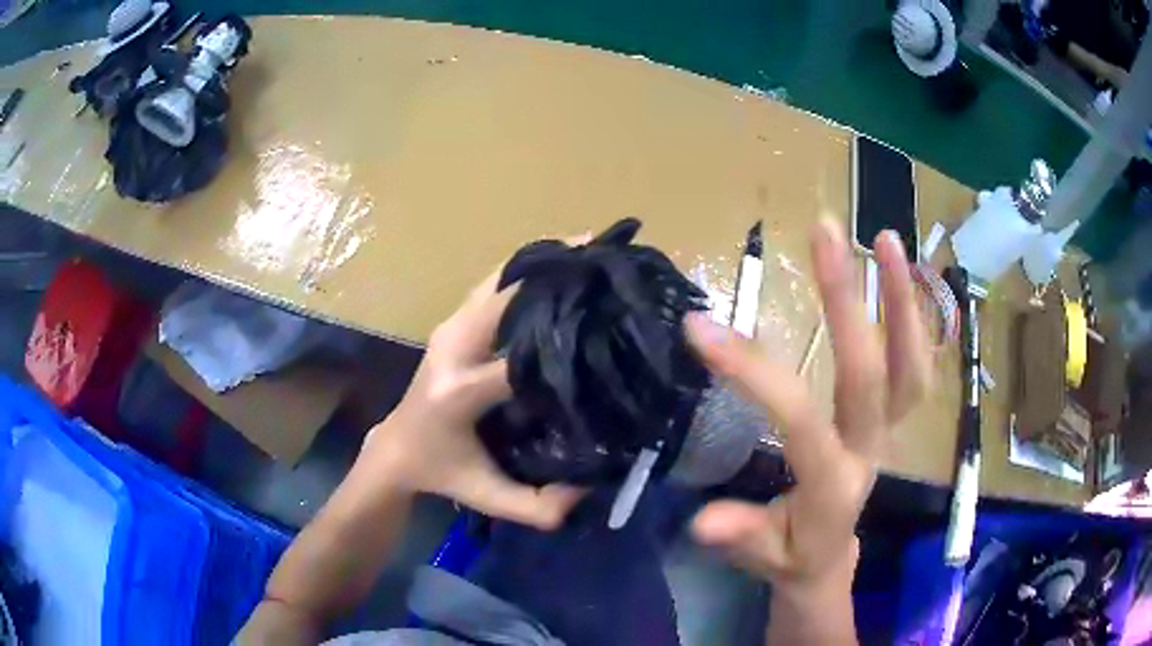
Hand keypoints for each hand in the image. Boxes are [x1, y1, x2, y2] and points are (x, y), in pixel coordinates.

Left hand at [361, 252, 584, 530]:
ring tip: (591, 251)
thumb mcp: (488, 497)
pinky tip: (558, 262)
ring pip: (499, 278)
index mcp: (459, 392)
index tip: (609, 326)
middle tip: (608, 267)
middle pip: (508, 296)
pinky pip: (493, 283)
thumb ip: (538, 507)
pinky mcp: (451, 321)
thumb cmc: (443, 472)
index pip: (518, 360)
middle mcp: (452, 347)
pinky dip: (526, 268)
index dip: (563, 339)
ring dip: (544, 261)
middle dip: (558, 276)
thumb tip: (590, 489)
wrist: (396, 446)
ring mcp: (449, 328)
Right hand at [684, 221, 930, 596]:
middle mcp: (868, 449)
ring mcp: (888, 432)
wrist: (827, 559)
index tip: (700, 326)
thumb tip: (703, 521)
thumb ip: (741, 535)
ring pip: (911, 366)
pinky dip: (914, 320)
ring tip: (883, 238)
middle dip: (848, 300)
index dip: (754, 373)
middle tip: (823, 231)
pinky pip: (916, 368)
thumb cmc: (788, 555)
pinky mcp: (893, 421)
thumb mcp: (759, 555)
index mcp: (831, 484)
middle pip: (871, 374)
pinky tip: (899, 274)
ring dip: (903, 300)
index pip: (799, 419)